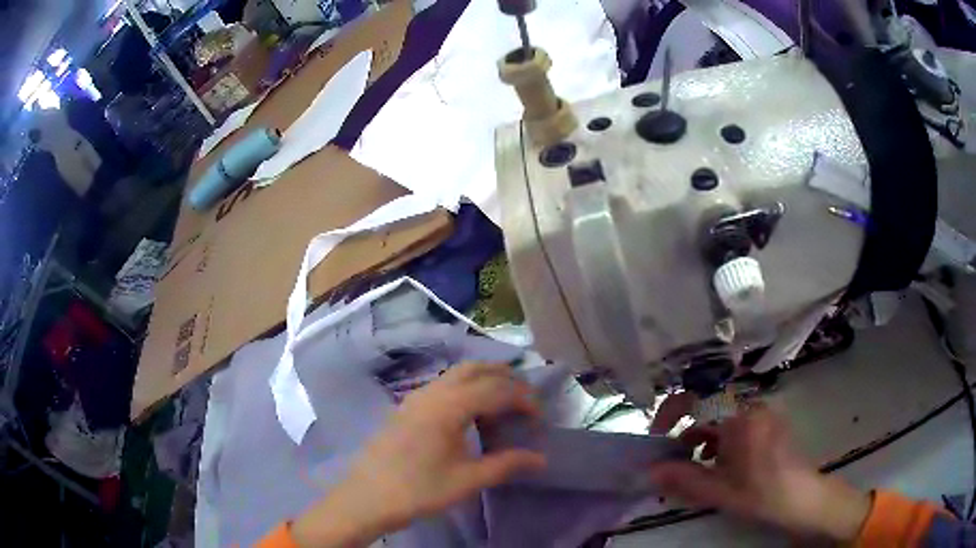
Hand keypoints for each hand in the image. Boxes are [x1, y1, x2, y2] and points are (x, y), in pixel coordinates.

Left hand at [291, 362, 546, 546]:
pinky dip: (465, 388)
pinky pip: (443, 386)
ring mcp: (415, 398)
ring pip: (456, 374)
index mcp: (449, 406)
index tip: (540, 417)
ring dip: (484, 380)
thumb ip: (506, 464)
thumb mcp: (467, 480)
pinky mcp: (406, 408)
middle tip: (525, 400)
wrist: (367, 498)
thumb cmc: (419, 490)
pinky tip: (470, 414)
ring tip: (503, 404)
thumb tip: (540, 458)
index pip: (496, 389)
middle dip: (505, 377)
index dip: (523, 399)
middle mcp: (432, 392)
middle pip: (475, 369)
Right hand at [650, 405, 871, 541]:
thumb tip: (650, 471)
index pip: (698, 397)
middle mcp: (751, 406)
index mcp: (740, 418)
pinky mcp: (768, 422)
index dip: (671, 411)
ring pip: (721, 415)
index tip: (658, 435)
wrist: (803, 498)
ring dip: (702, 436)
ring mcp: (762, 413)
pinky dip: (720, 438)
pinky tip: (718, 463)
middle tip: (673, 458)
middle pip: (708, 406)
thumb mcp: (720, 492)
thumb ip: (684, 479)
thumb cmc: (762, 494)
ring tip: (695, 465)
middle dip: (686, 430)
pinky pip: (736, 421)